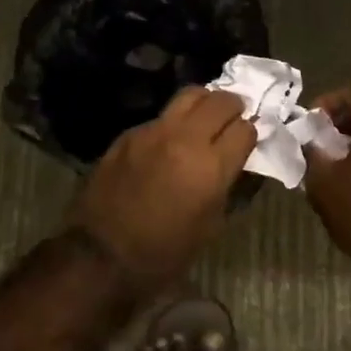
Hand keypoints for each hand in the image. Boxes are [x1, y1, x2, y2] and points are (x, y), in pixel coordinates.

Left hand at [69, 87, 255, 290]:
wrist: (101, 255)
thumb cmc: (164, 253)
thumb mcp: (210, 226)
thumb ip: (226, 185)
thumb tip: (233, 161)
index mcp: (211, 167)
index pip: (245, 130)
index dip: (249, 134)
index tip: (246, 142)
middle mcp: (185, 139)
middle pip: (220, 101)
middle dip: (233, 108)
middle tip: (232, 119)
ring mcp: (154, 131)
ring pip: (189, 96)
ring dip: (204, 103)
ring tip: (205, 117)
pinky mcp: (130, 133)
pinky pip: (161, 116)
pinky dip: (174, 122)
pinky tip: (169, 142)